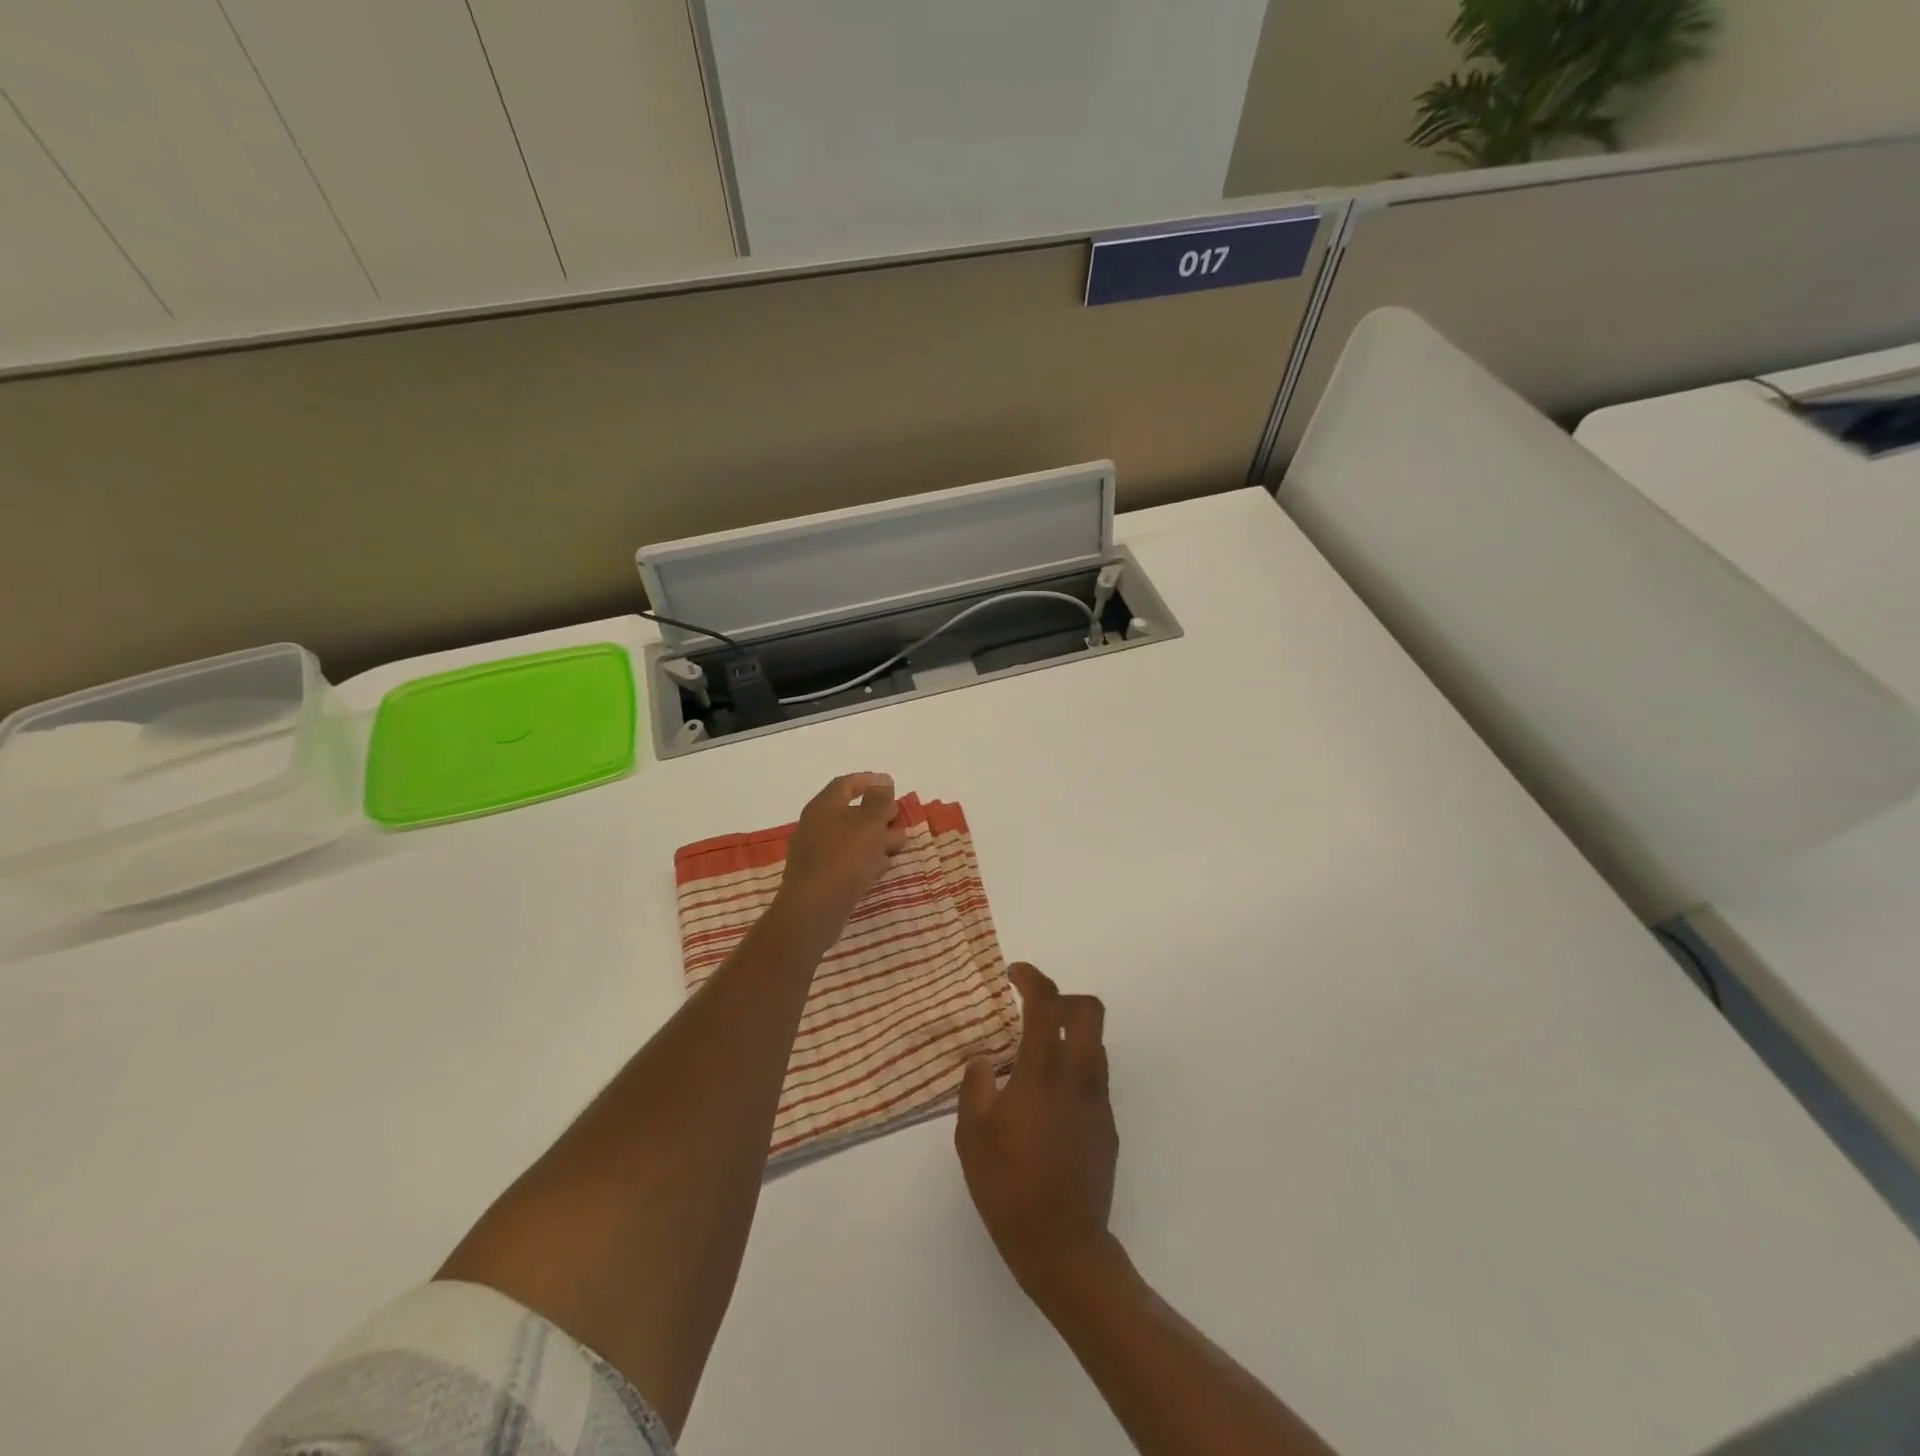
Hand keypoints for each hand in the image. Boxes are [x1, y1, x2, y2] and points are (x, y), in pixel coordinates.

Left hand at [775, 773, 907, 936]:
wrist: (813, 911)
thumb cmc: (843, 860)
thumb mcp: (868, 825)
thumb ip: (879, 801)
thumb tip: (883, 783)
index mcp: (823, 807)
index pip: (845, 784)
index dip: (869, 781)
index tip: (892, 784)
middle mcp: (815, 826)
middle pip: (849, 811)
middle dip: (877, 812)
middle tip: (899, 816)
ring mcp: (816, 853)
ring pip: (850, 837)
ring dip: (876, 837)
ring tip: (900, 842)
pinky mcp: (820, 877)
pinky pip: (847, 859)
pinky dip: (866, 857)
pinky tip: (882, 865)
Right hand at [956, 963, 1117, 1297]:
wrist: (1063, 1247)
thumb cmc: (1008, 1186)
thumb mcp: (971, 1135)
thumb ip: (975, 1085)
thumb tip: (984, 1059)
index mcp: (1044, 1070)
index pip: (1046, 1003)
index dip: (1031, 977)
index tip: (1012, 973)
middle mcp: (1079, 1075)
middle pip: (1089, 1010)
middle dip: (1062, 998)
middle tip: (1032, 1010)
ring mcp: (1099, 1101)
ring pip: (1094, 1044)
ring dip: (1068, 1034)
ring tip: (1032, 1059)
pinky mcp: (1108, 1126)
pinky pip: (1092, 1078)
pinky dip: (1072, 1069)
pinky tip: (1045, 1104)